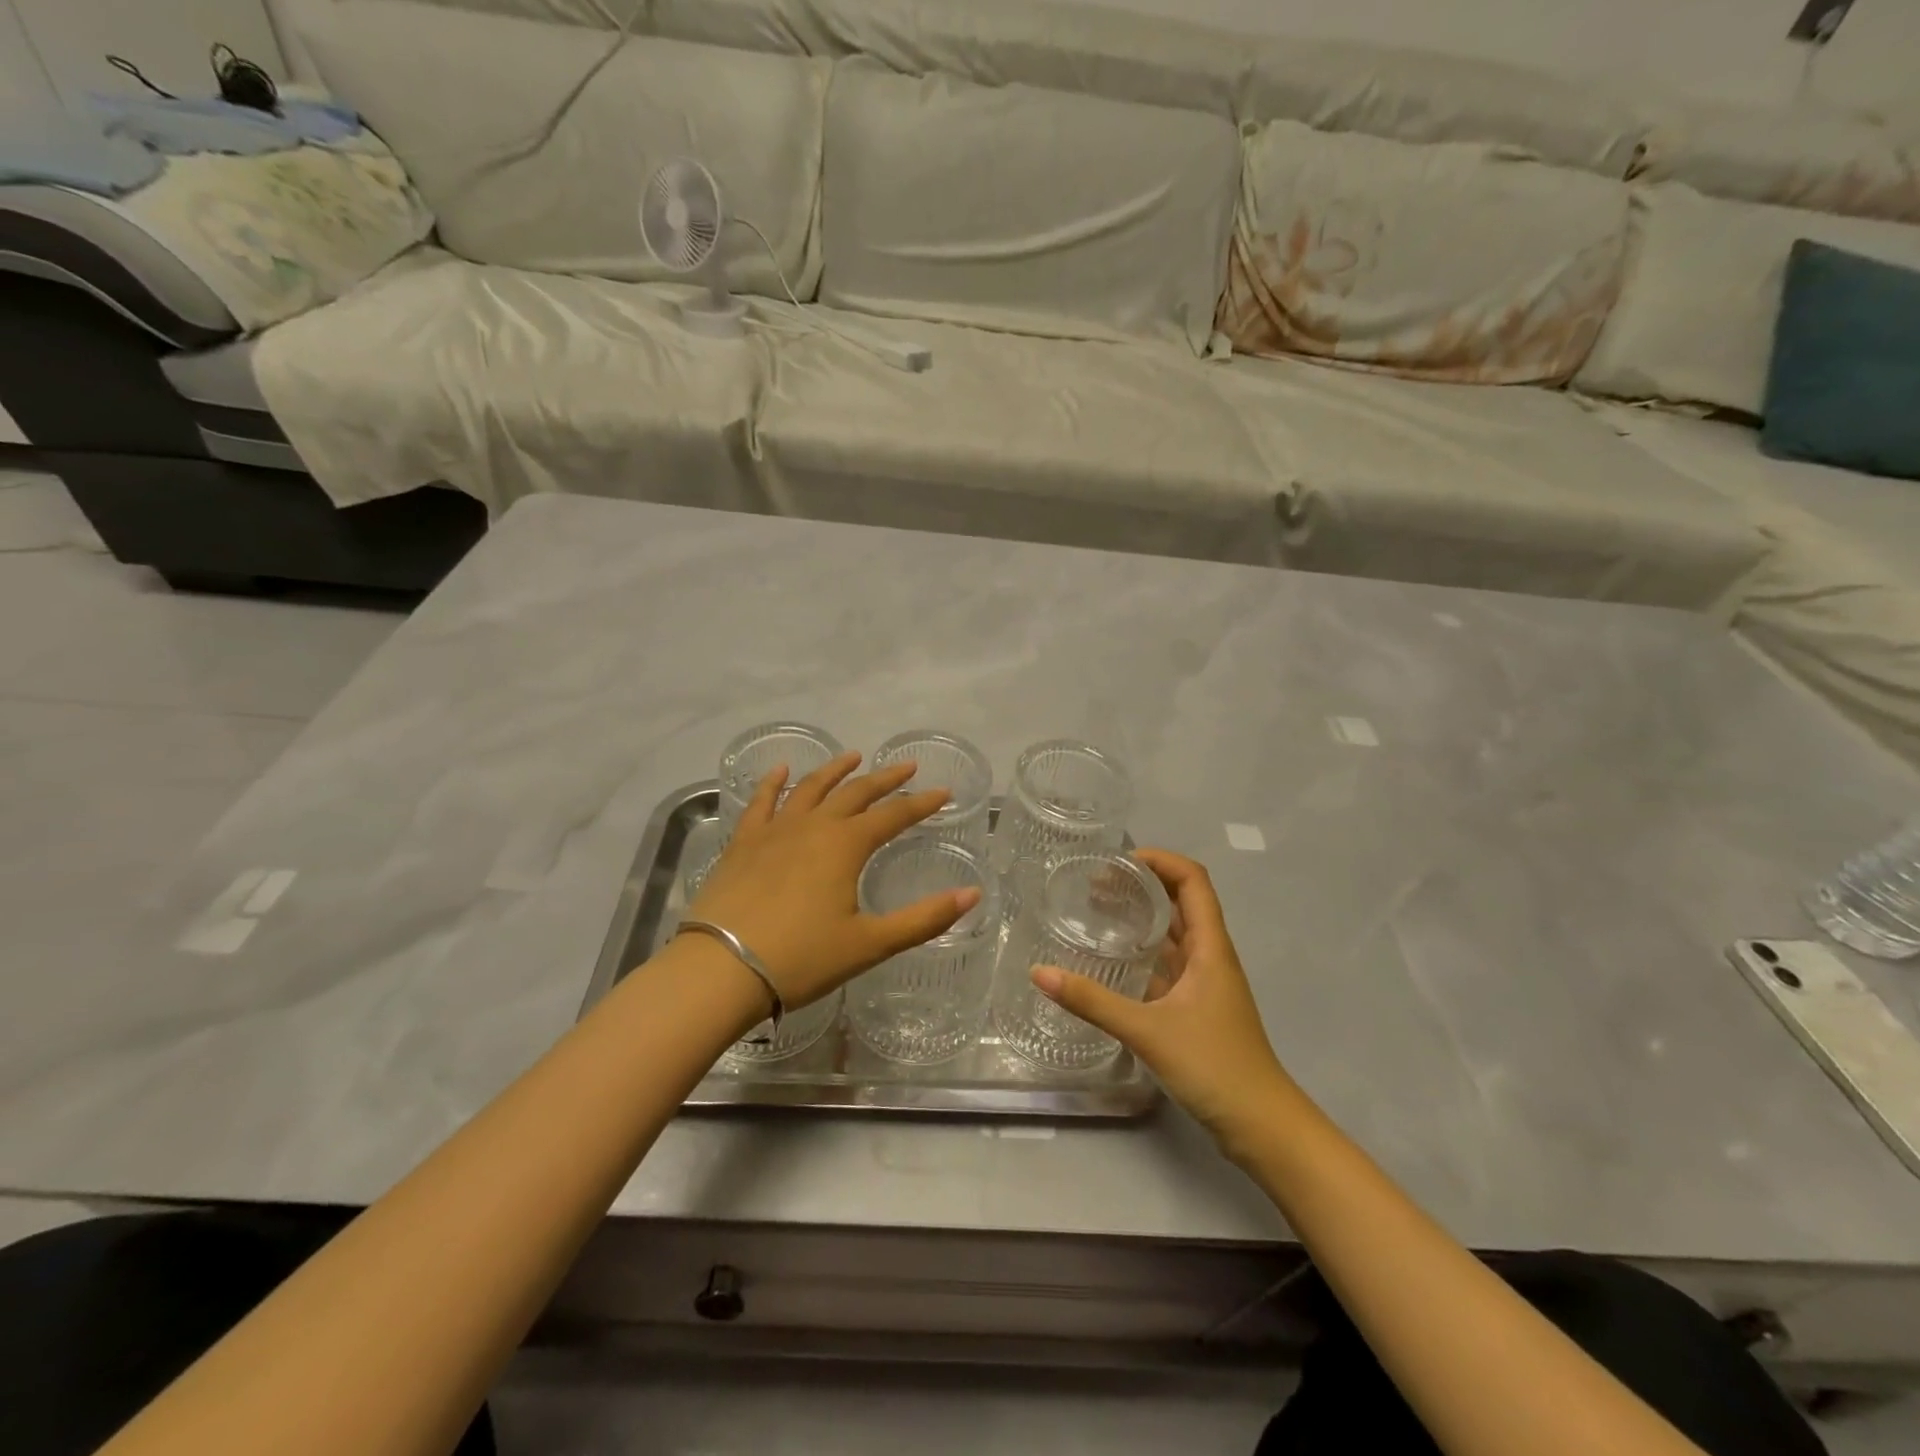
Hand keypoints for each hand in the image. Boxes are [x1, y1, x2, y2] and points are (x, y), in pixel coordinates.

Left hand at [688, 752, 980, 1009]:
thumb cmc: (802, 958)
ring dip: (835, 771)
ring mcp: (774, 831)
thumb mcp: (871, 944)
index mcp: (846, 846)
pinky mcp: (743, 843)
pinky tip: (780, 771)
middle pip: (855, 793)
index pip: (893, 816)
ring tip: (853, 756)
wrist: (721, 969)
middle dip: (885, 779)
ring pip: (810, 788)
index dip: (921, 804)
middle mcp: (813, 826)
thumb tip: (972, 894)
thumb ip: (924, 918)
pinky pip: (761, 802)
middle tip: (907, 767)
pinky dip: (773, 783)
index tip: (943, 793)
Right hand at [1031, 849, 1298, 1152]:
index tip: (1118, 861)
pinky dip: (1142, 954)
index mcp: (1209, 947)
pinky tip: (1111, 963)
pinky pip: (1167, 966)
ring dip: (1141, 919)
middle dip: (1142, 885)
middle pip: (1181, 902)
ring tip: (1096, 913)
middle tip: (1095, 885)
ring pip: (1173, 935)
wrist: (1262, 1127)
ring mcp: (1205, 984)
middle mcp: (1210, 956)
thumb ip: (1092, 1001)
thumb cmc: (1214, 1067)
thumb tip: (1039, 973)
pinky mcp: (1197, 1008)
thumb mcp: (1147, 1030)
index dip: (1160, 860)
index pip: (1192, 880)